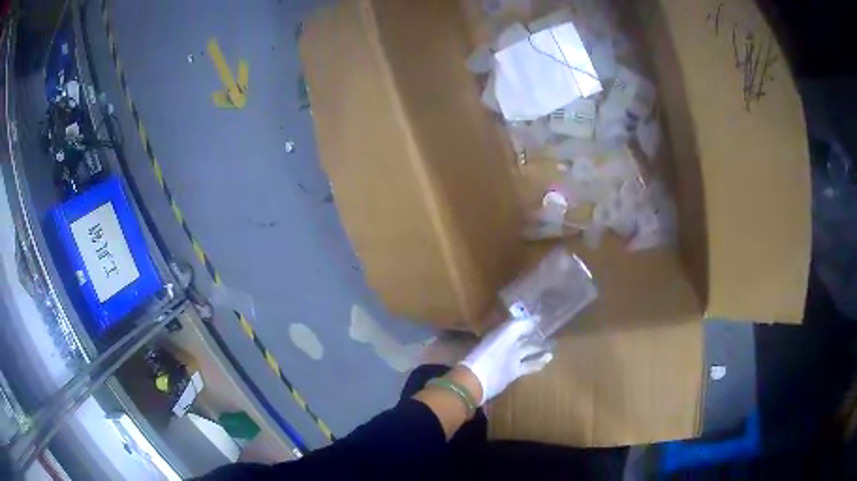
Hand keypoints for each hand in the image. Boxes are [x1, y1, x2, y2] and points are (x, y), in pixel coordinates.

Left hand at [459, 317, 553, 404]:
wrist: (479, 379)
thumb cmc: (492, 352)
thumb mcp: (507, 333)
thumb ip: (521, 325)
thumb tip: (538, 317)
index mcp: (503, 333)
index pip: (519, 324)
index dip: (529, 320)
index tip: (544, 317)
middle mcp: (507, 344)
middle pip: (524, 337)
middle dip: (536, 334)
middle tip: (552, 330)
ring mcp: (510, 359)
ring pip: (528, 351)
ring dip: (539, 348)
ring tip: (554, 344)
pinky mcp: (514, 372)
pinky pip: (529, 365)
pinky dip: (539, 362)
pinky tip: (549, 358)